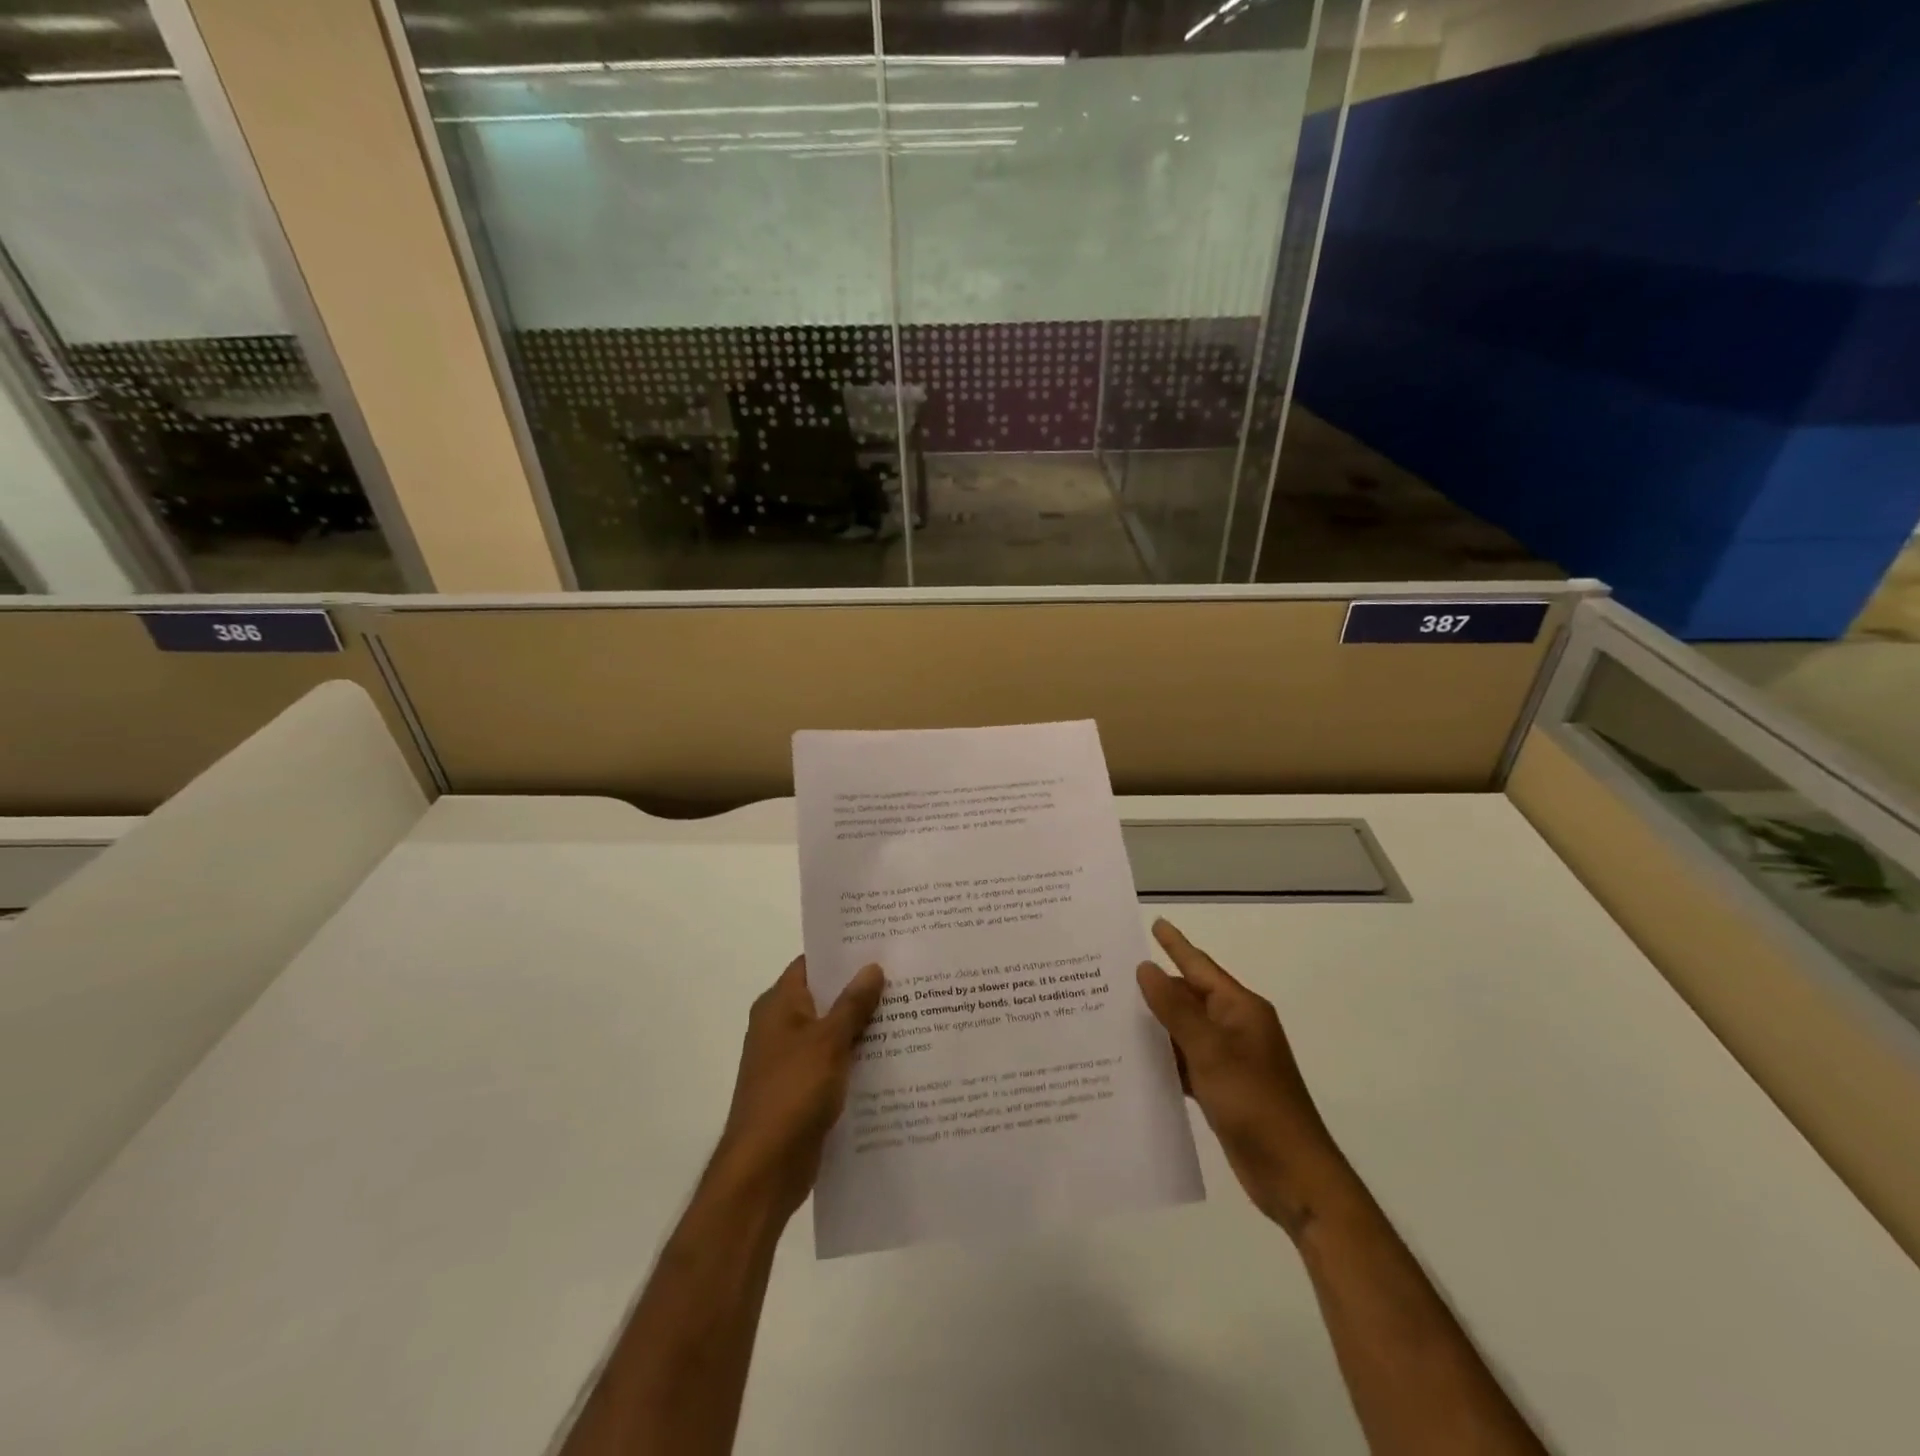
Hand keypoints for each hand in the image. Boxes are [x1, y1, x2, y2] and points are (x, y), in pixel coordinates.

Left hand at [712, 957, 885, 1220]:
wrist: (765, 1170)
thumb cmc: (792, 1093)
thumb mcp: (828, 1041)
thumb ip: (853, 1004)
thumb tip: (873, 966)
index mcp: (779, 1005)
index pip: (813, 964)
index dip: (844, 952)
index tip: (882, 943)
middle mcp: (782, 1026)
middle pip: (826, 997)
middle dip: (862, 989)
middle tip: (907, 974)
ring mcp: (792, 1060)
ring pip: (834, 1032)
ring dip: (864, 1026)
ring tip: (911, 1010)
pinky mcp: (804, 1090)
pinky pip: (836, 1063)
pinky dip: (859, 1058)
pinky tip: (896, 1056)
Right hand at [1136, 919, 1345, 1235]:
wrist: (1293, 1176)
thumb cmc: (1255, 1104)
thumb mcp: (1211, 1052)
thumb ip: (1175, 1009)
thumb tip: (1145, 968)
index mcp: (1240, 1009)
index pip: (1199, 966)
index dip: (1175, 945)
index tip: (1154, 922)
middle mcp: (1235, 1027)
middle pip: (1189, 997)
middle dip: (1155, 987)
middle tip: (1111, 975)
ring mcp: (1229, 1060)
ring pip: (1184, 1030)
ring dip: (1155, 1024)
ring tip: (1112, 1012)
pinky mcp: (1221, 1088)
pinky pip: (1185, 1061)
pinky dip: (1163, 1058)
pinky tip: (1133, 1060)